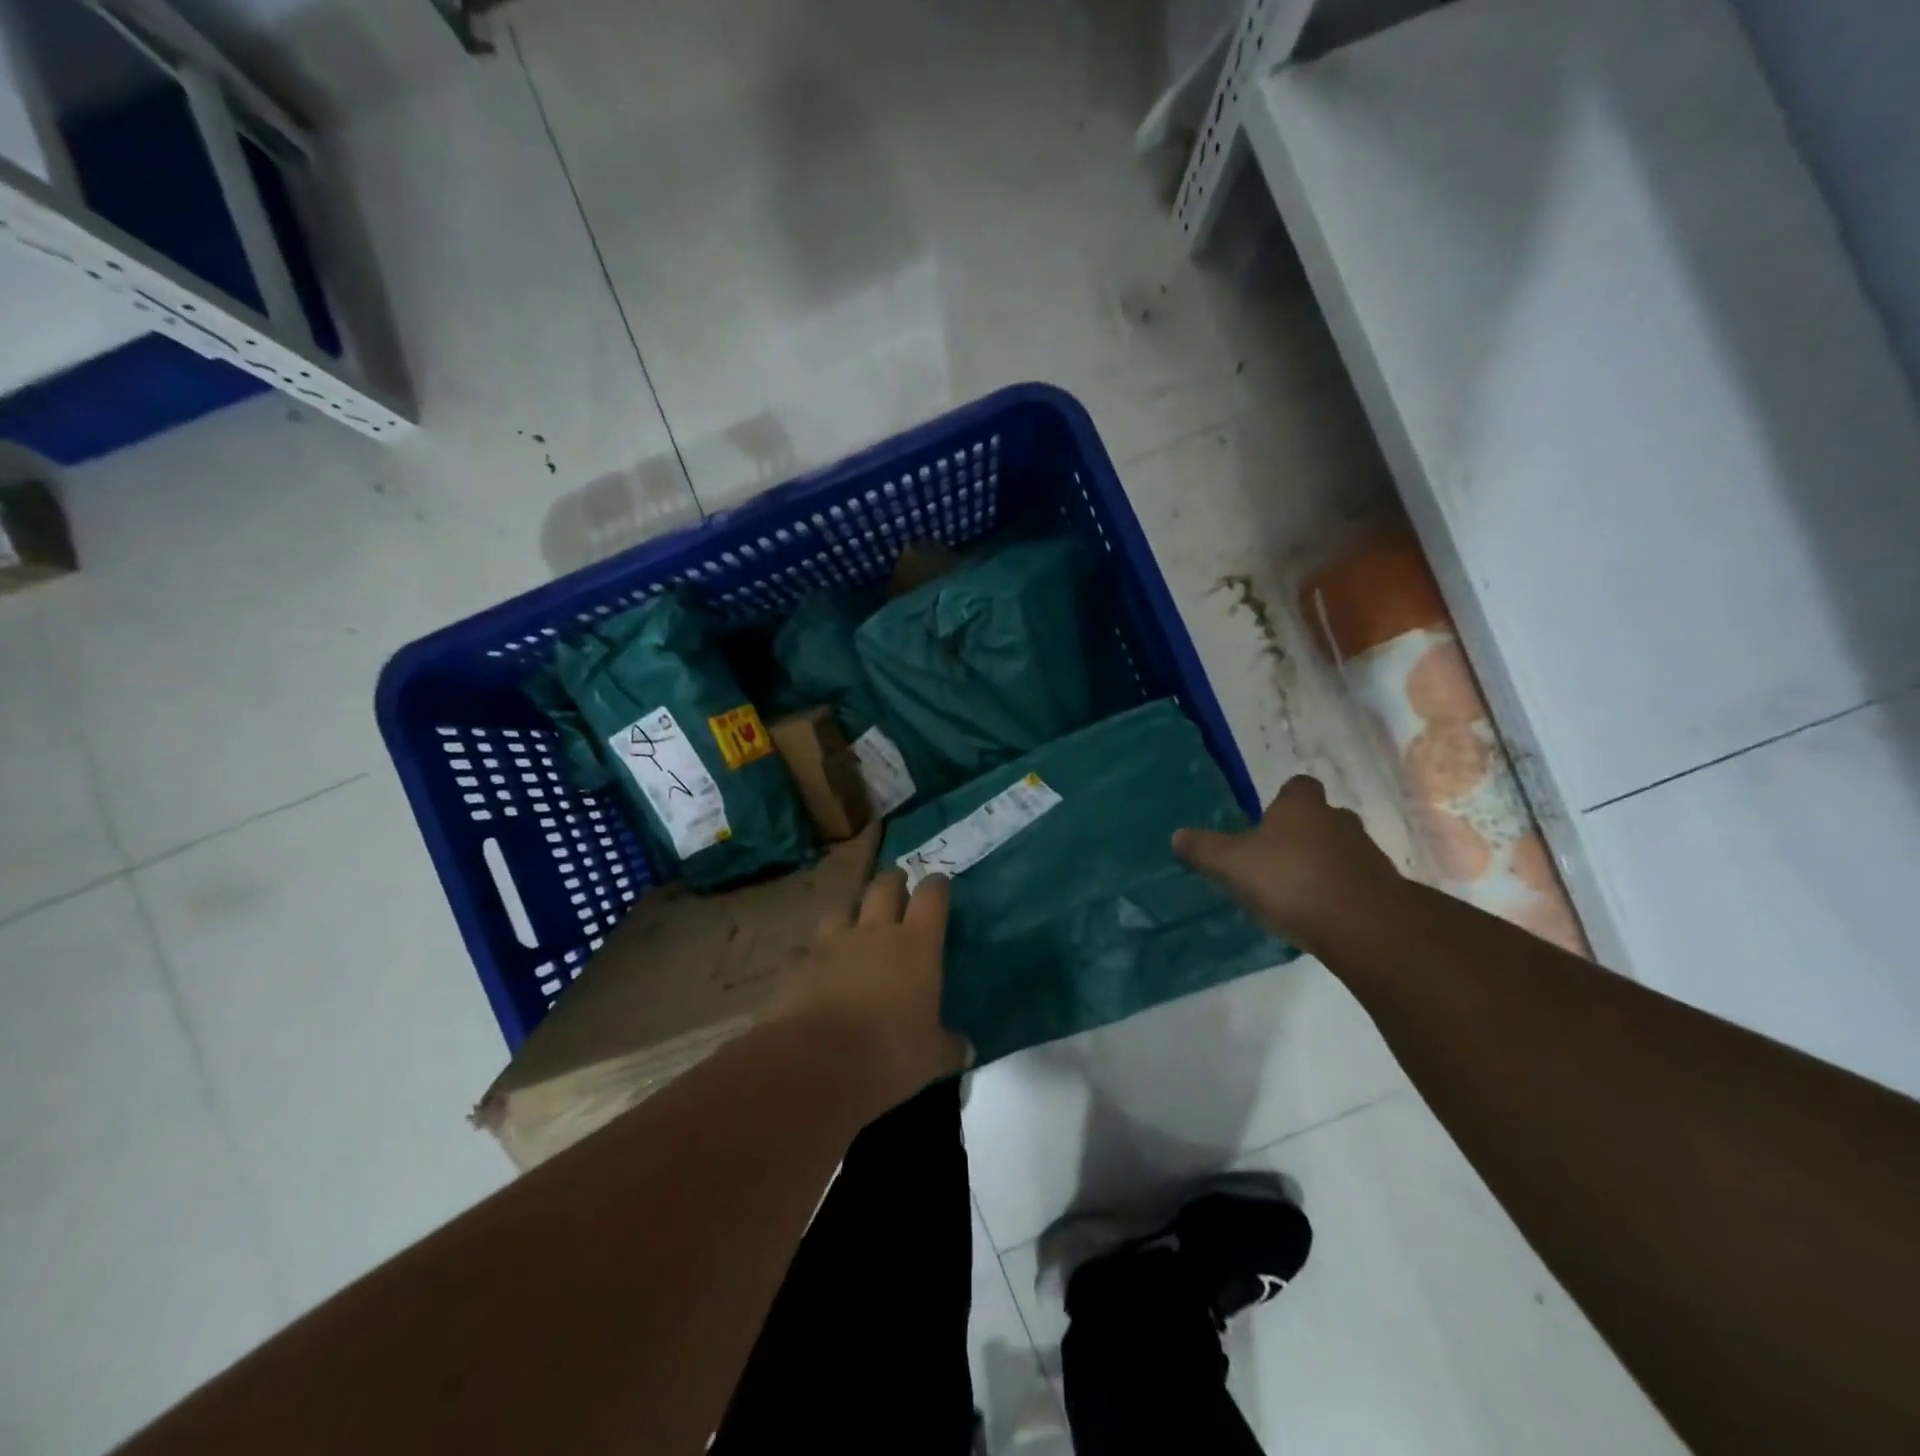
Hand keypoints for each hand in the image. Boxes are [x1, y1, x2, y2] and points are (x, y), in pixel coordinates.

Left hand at [770, 869, 970, 1115]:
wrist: (816, 1062)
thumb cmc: (888, 1054)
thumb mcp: (931, 1057)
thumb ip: (949, 1047)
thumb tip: (967, 1050)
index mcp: (916, 944)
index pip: (931, 898)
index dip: (936, 886)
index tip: (938, 881)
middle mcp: (875, 932)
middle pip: (884, 887)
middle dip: (893, 881)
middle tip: (898, 883)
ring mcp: (832, 943)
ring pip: (842, 908)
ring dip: (851, 909)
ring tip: (854, 918)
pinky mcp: (798, 963)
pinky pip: (806, 948)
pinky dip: (812, 953)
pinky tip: (813, 965)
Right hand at [1174, 775, 1403, 953]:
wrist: (1364, 925)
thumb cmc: (1291, 880)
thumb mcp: (1231, 865)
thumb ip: (1204, 849)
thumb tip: (1177, 835)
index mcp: (1301, 808)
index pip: (1297, 786)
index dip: (1284, 800)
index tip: (1268, 819)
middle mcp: (1338, 821)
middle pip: (1321, 818)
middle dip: (1303, 834)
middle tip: (1278, 858)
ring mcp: (1367, 854)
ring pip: (1341, 850)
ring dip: (1324, 864)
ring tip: (1298, 892)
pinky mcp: (1384, 889)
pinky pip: (1357, 882)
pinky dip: (1341, 892)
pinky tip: (1322, 915)